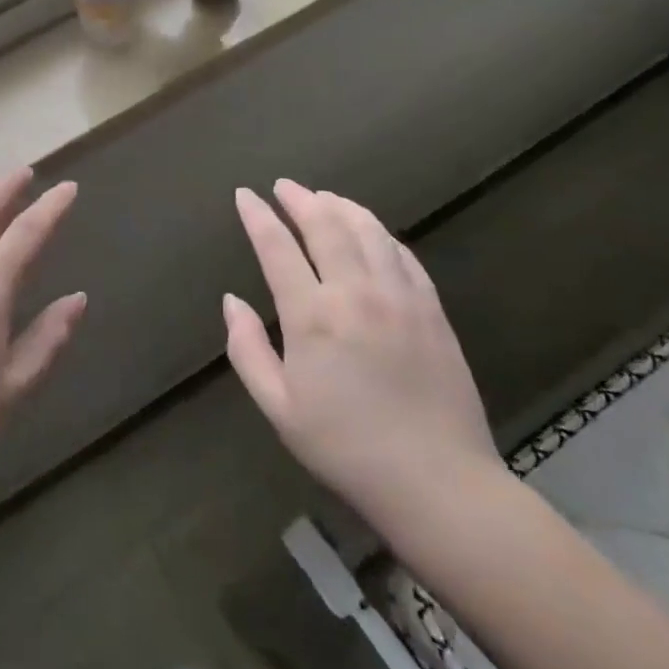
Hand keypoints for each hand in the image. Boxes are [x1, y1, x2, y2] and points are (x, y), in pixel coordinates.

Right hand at [224, 180, 504, 556]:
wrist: (436, 482)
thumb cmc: (344, 447)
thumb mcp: (278, 406)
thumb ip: (247, 348)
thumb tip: (232, 300)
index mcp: (312, 316)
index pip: (278, 248)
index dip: (258, 217)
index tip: (245, 195)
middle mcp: (356, 293)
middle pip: (326, 226)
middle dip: (300, 199)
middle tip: (284, 186)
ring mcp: (400, 297)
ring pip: (368, 231)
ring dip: (342, 207)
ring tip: (324, 197)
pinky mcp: (432, 309)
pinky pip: (403, 255)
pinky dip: (381, 233)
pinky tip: (371, 231)